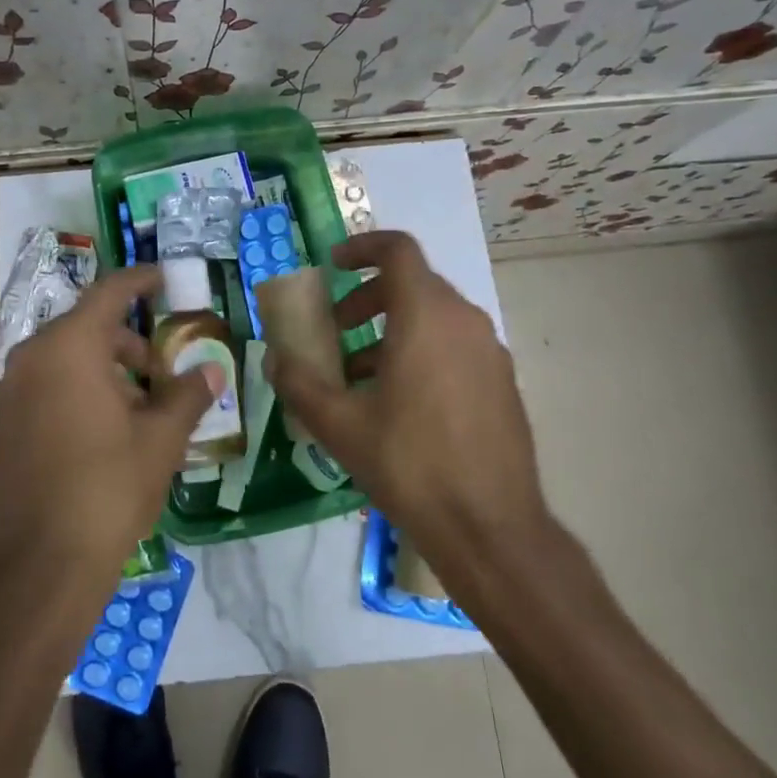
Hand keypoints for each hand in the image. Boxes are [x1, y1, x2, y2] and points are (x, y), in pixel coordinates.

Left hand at [0, 265, 217, 583]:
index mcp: (69, 348)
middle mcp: (30, 359)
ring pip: (63, 360)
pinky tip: (100, 431)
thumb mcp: (161, 439)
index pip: (109, 293)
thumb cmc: (108, 489)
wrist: (41, 566)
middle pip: (85, 329)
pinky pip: (43, 388)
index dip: (140, 280)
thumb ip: (188, 395)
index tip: (163, 278)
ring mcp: (7, 393)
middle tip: (161, 370)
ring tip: (136, 408)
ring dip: (102, 370)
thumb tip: (212, 369)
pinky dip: (74, 391)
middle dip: (127, 342)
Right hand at [264, 230, 551, 576]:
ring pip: (434, 318)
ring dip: (391, 330)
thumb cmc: (410, 465)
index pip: (398, 250)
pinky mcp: (502, 382)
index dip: (362, 247)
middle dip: (367, 298)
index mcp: (426, 316)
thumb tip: (274, 358)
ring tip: (358, 376)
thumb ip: (299, 383)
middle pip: (413, 284)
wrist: (491, 529)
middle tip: (335, 330)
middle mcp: (464, 321)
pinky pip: (454, 346)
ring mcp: (490, 352)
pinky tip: (398, 404)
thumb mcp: (339, 425)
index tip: (333, 266)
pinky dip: (421, 352)